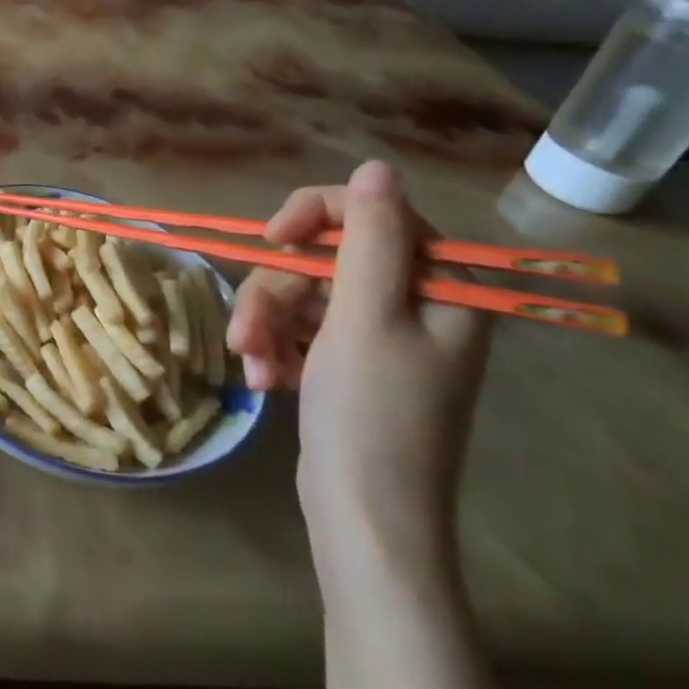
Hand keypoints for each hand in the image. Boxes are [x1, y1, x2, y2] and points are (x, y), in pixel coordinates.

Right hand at [226, 162, 491, 574]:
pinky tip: (265, 380)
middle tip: (248, 333)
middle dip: (277, 292)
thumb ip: (369, 238)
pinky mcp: (347, 362)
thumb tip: (377, 167)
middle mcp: (414, 305)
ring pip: (303, 292)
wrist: (365, 520)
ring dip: (266, 324)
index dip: (316, 216)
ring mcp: (378, 336)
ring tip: (251, 365)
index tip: (272, 238)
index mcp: (440, 289)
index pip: (374, 215)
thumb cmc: (371, 416)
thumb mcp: (364, 317)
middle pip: (326, 258)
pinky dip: (276, 348)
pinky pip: (300, 328)